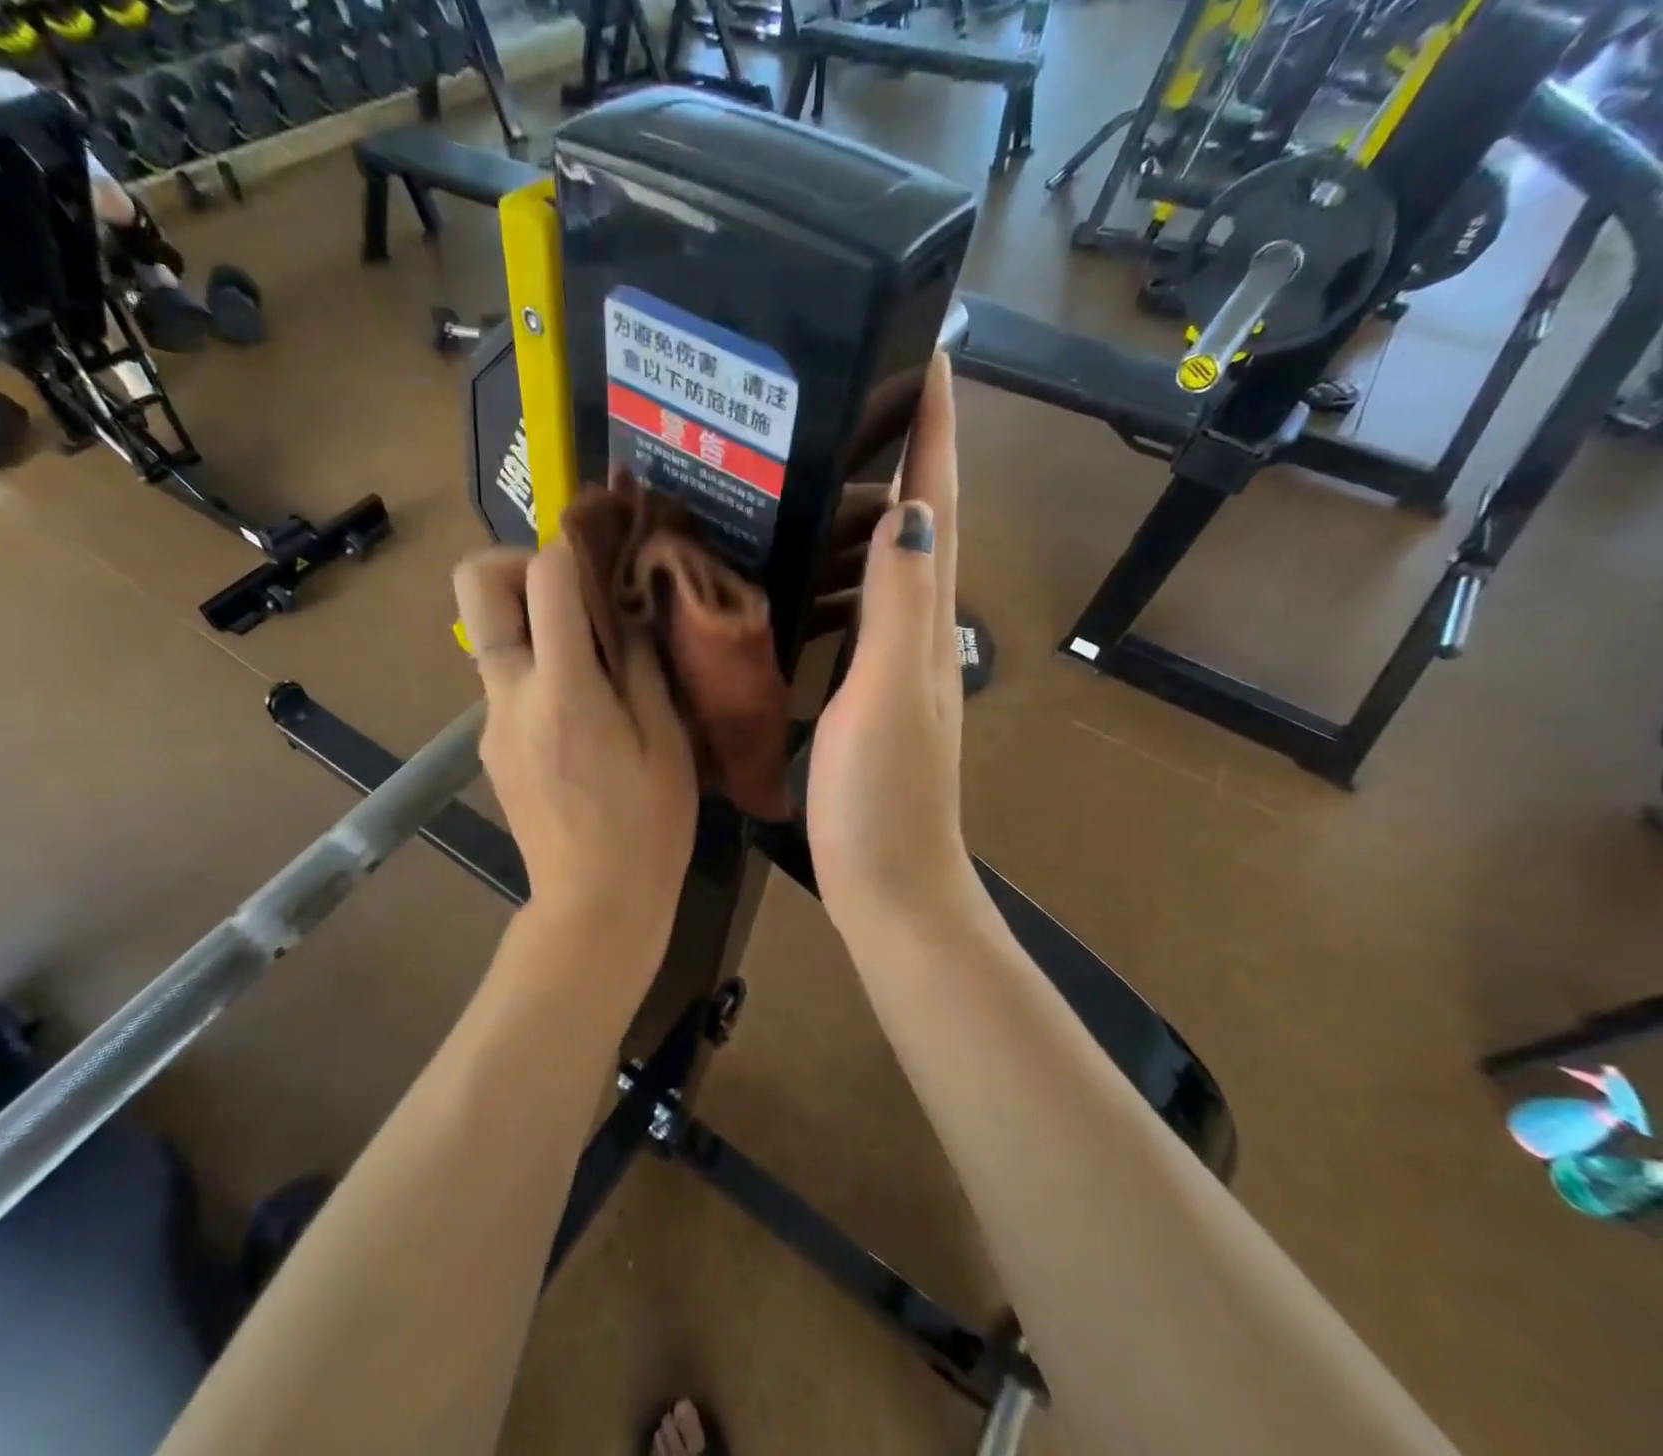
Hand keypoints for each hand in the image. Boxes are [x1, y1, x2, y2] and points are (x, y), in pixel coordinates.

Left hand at [454, 541, 698, 952]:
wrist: (594, 904)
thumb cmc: (649, 826)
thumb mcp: (667, 741)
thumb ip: (642, 664)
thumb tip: (627, 609)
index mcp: (564, 691)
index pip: (545, 577)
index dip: (574, 545)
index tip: (606, 549)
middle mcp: (510, 694)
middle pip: (475, 585)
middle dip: (517, 562)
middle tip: (571, 590)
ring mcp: (490, 721)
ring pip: (490, 634)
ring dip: (532, 621)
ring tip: (593, 657)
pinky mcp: (489, 745)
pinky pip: (504, 679)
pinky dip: (535, 667)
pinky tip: (581, 707)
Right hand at [808, 353, 977, 935]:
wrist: (887, 879)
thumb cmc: (884, 793)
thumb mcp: (889, 692)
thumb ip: (899, 604)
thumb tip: (908, 506)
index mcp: (927, 620)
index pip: (936, 506)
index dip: (937, 432)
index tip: (930, 354)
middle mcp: (917, 629)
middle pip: (917, 522)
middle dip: (904, 450)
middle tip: (859, 392)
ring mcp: (890, 661)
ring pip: (884, 564)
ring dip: (866, 507)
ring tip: (818, 460)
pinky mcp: (861, 690)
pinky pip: (852, 610)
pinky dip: (835, 573)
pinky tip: (800, 564)